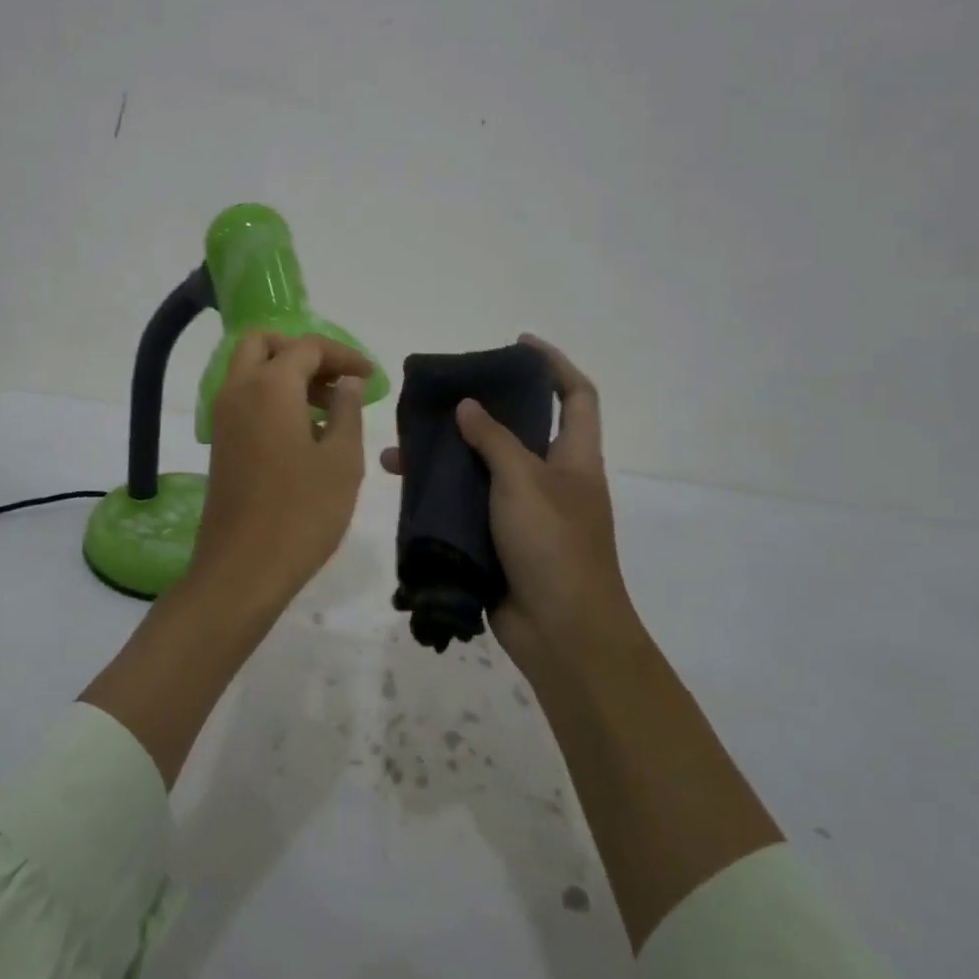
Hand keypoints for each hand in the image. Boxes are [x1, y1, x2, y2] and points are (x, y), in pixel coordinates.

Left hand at [190, 331, 372, 605]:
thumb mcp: (342, 460)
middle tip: (337, 379)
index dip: (343, 355)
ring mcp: (223, 418)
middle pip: (264, 345)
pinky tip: (304, 431)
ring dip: (287, 375)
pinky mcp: (220, 443)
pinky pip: (245, 399)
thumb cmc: (302, 512)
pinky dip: (272, 397)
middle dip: (303, 352)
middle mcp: (238, 391)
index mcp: (269, 386)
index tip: (371, 376)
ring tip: (330, 408)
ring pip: (251, 371)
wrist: (242, 569)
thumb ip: (348, 411)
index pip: (307, 347)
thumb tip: (346, 383)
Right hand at [381, 335, 642, 681]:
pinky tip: (403, 487)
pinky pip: (465, 503)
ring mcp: (523, 511)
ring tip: (402, 445)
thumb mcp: (525, 481)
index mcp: (574, 457)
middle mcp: (550, 478)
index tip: (518, 344)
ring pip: (482, 467)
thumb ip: (495, 440)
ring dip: (446, 454)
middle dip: (482, 407)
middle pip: (518, 428)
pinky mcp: (497, 539)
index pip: (576, 395)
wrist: (561, 633)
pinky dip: (438, 493)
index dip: (553, 364)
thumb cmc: (554, 546)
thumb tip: (468, 406)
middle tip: (440, 395)